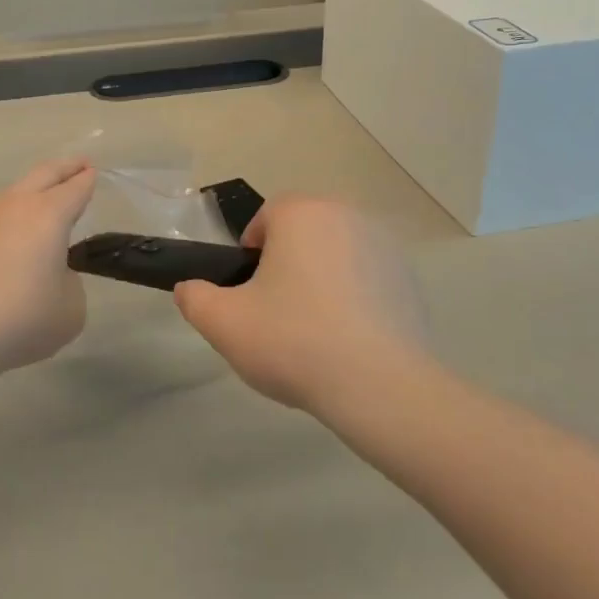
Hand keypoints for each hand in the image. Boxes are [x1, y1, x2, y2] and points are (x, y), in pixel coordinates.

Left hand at [0, 160, 95, 376]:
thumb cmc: (24, 316)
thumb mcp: (71, 308)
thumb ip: (70, 283)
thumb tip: (52, 274)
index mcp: (50, 214)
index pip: (75, 189)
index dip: (87, 180)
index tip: (94, 173)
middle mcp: (17, 206)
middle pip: (44, 174)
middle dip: (64, 167)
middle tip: (80, 165)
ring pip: (15, 190)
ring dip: (35, 187)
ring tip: (46, 195)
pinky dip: (13, 215)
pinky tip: (15, 232)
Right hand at [172, 196, 432, 413]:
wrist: (379, 384)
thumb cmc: (293, 341)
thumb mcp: (223, 323)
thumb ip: (195, 298)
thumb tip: (190, 288)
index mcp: (301, 213)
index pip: (266, 218)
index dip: (250, 254)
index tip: (249, 294)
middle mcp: (346, 215)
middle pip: (303, 233)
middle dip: (287, 265)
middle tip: (277, 314)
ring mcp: (384, 246)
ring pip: (336, 255)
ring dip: (322, 280)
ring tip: (315, 332)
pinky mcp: (409, 279)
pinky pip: (368, 281)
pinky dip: (355, 299)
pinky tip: (349, 341)